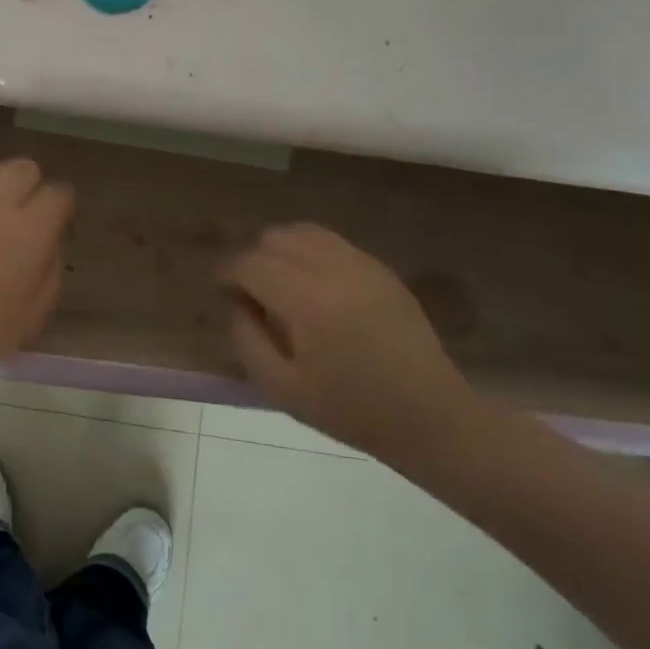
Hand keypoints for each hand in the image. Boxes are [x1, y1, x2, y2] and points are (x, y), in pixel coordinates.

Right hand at [225, 223, 478, 457]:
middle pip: (275, 238)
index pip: (251, 264)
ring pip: (304, 232)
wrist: (429, 416)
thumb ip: (246, 339)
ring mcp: (362, 265)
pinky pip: (333, 243)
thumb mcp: (281, 387)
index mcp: (306, 300)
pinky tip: (312, 286)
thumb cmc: (350, 409)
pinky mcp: (381, 270)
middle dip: (253, 259)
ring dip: (281, 251)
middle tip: (249, 293)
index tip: (220, 293)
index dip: (227, 274)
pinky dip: (309, 253)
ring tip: (278, 284)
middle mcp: (333, 269)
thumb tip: (236, 304)